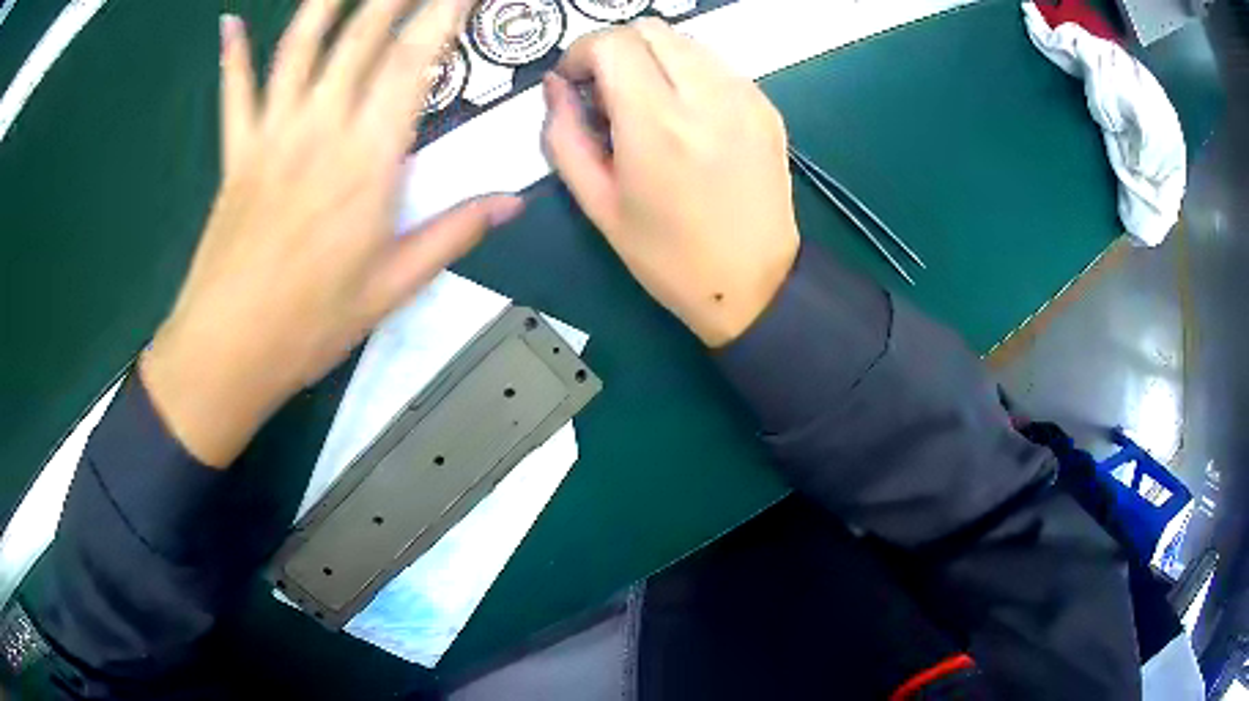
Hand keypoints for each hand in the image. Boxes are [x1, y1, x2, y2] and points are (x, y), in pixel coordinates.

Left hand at [141, 0, 521, 467]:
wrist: (226, 354)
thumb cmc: (309, 326)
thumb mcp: (392, 288)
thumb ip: (453, 233)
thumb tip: (513, 200)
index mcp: (367, 162)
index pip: (414, 63)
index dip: (443, 15)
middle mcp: (320, 130)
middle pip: (362, 38)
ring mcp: (271, 136)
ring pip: (299, 49)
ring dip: (324, 3)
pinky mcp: (235, 155)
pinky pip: (234, 93)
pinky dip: (231, 55)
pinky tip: (228, 23)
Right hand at [542, 18, 798, 347]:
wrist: (754, 284)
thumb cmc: (668, 257)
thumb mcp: (598, 204)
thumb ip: (564, 136)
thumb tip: (554, 88)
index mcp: (658, 124)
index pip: (612, 43)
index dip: (581, 53)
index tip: (574, 83)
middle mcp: (707, 96)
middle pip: (650, 29)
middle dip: (615, 49)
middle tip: (606, 91)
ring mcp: (745, 97)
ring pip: (685, 40)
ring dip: (653, 57)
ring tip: (645, 103)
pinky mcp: (766, 106)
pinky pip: (716, 64)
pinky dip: (688, 72)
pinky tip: (684, 113)